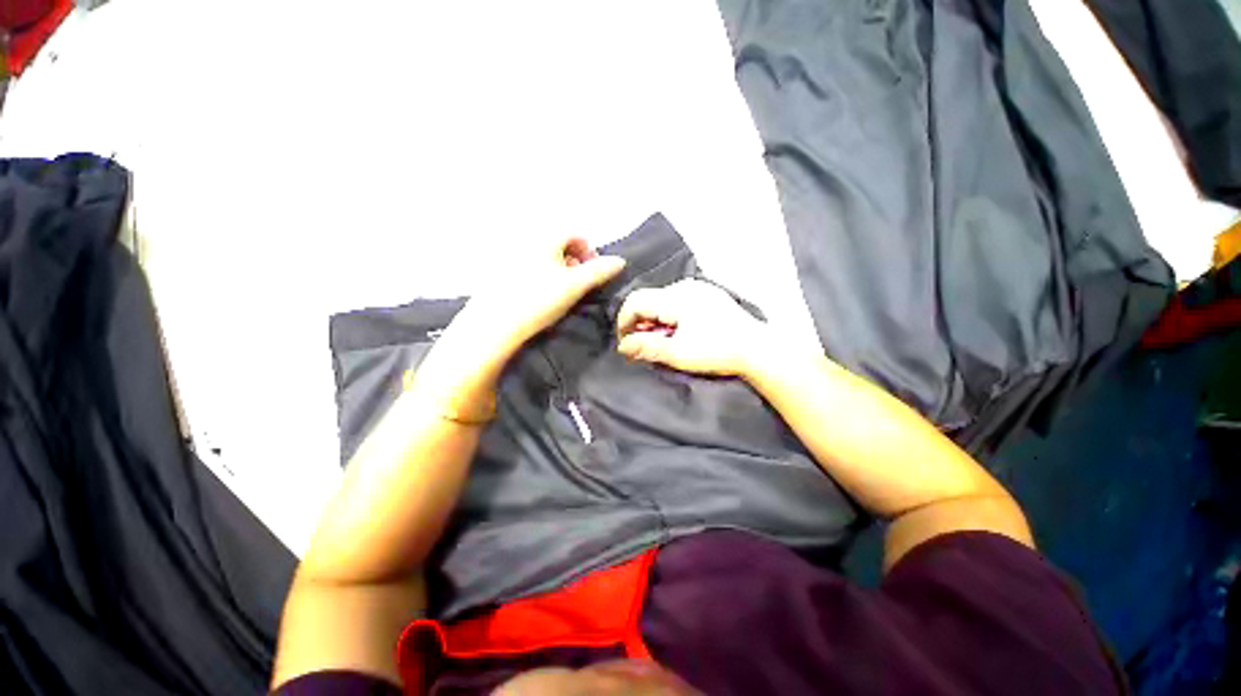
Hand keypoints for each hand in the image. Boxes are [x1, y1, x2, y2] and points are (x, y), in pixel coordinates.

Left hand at [461, 235, 626, 362]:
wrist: (495, 325)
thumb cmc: (539, 300)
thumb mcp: (575, 286)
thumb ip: (599, 271)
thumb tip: (620, 261)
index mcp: (545, 237)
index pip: (576, 234)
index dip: (590, 252)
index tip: (593, 273)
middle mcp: (526, 240)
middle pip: (560, 244)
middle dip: (575, 262)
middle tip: (578, 285)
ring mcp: (510, 256)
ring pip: (544, 257)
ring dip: (559, 271)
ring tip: (560, 293)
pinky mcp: (499, 273)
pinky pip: (529, 267)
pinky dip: (541, 277)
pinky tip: (540, 297)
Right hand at [615, 279, 769, 375]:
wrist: (758, 350)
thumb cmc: (717, 352)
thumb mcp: (678, 353)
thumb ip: (647, 347)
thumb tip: (623, 346)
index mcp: (676, 296)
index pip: (636, 301)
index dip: (624, 322)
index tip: (626, 344)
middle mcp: (685, 286)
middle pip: (649, 300)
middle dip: (640, 324)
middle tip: (644, 347)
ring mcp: (699, 289)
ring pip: (663, 301)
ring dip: (655, 322)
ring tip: (663, 342)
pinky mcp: (708, 295)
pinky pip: (678, 302)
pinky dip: (670, 318)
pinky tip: (678, 334)